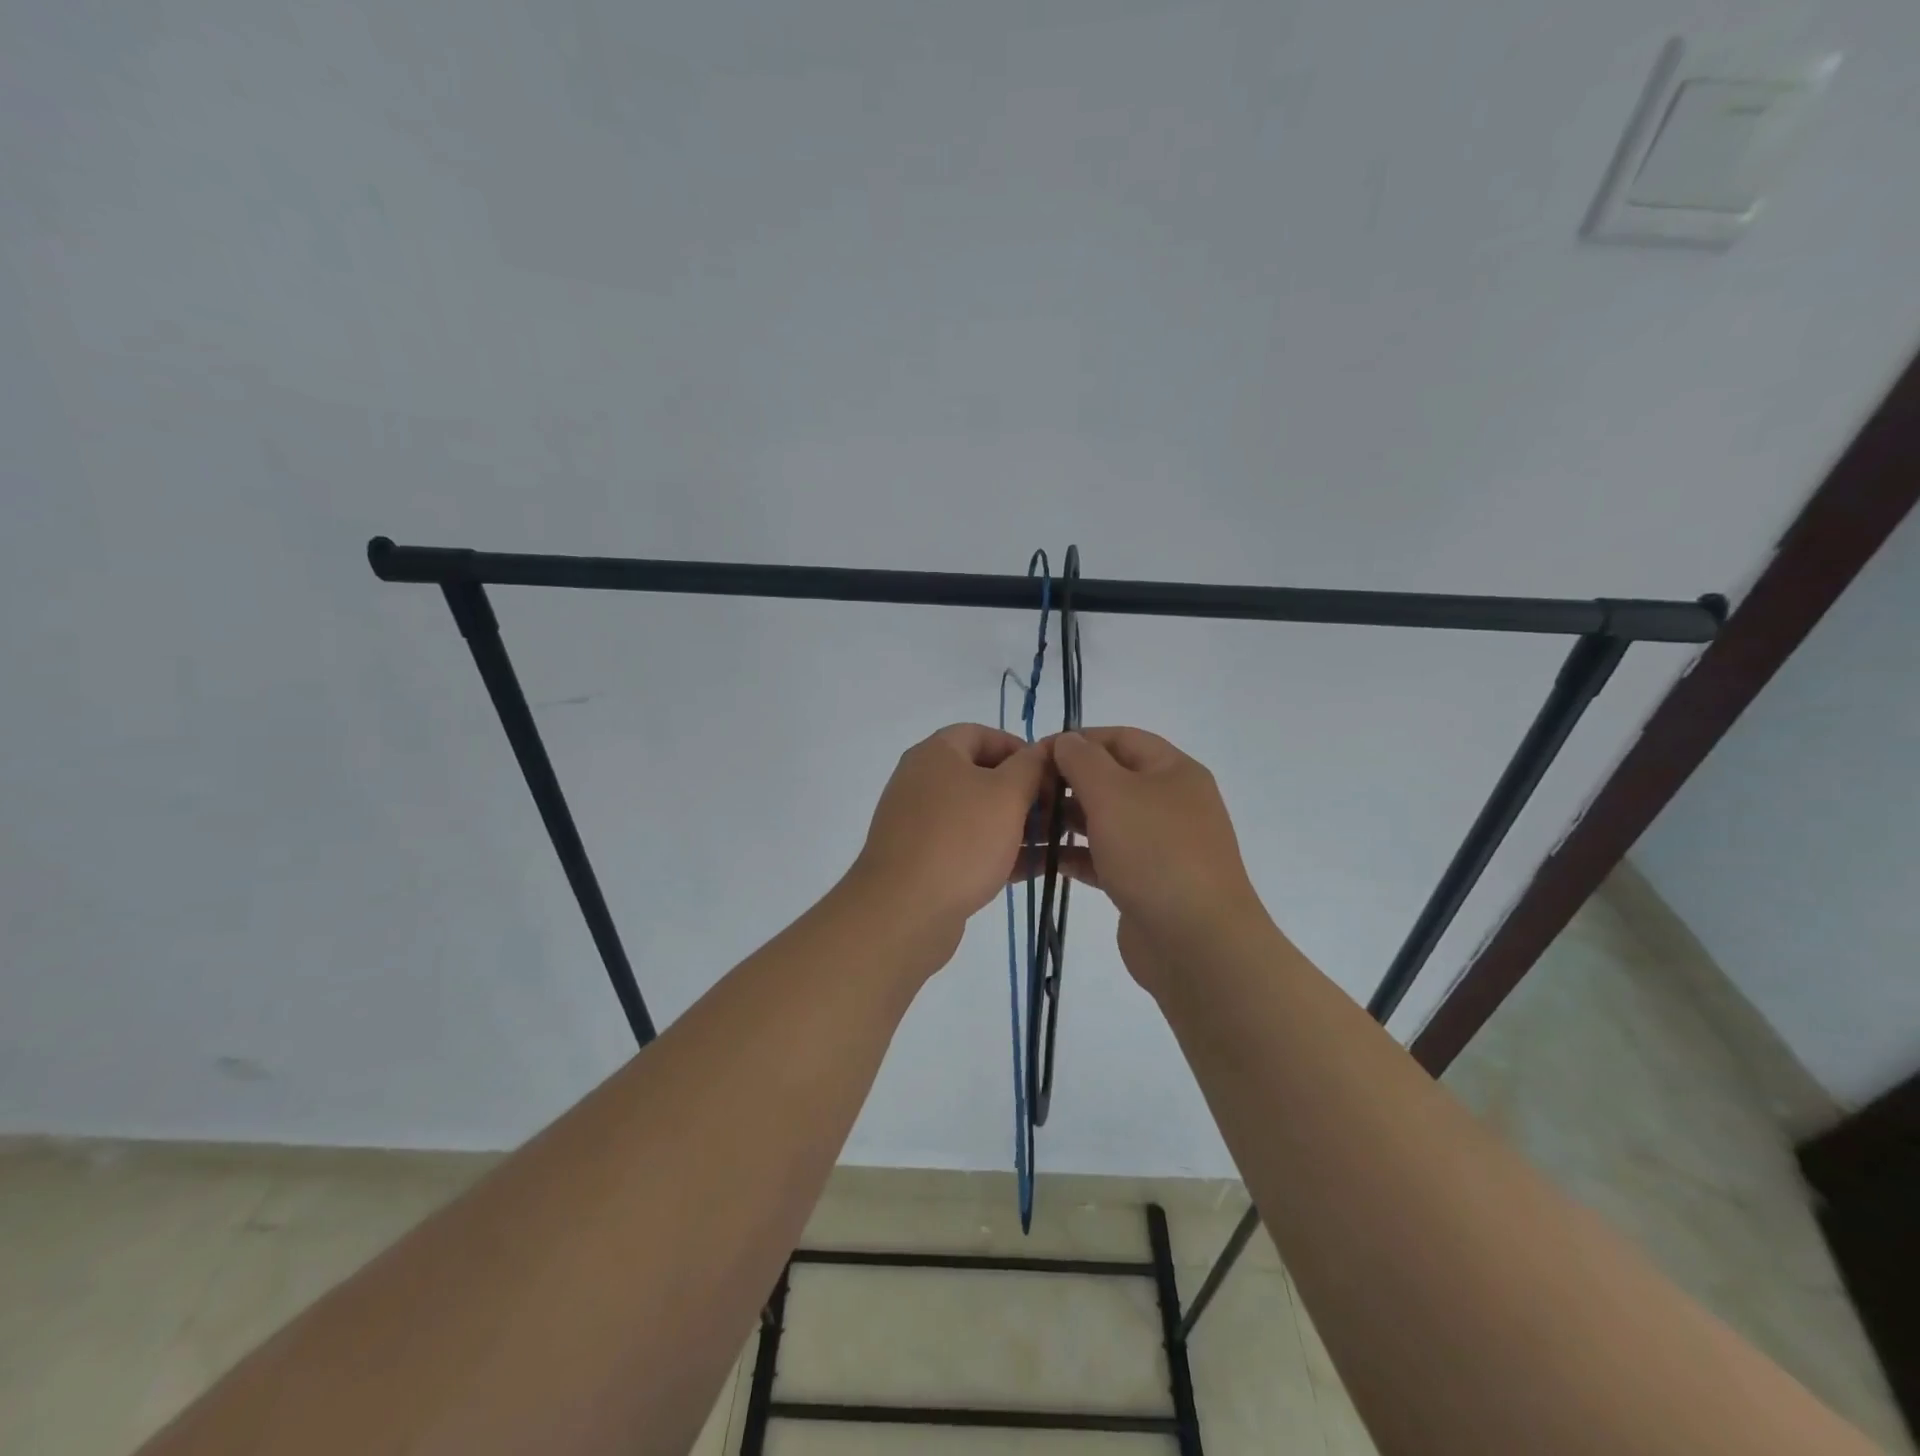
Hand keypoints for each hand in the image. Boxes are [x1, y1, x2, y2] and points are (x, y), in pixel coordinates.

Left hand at [849, 724, 1051, 959]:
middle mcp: (922, 782)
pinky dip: (998, 852)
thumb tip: (1044, 749)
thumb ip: (1031, 767)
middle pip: (981, 775)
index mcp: (936, 754)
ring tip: (1054, 842)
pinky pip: (967, 847)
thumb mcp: (1007, 795)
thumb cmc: (960, 840)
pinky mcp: (923, 861)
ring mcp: (920, 823)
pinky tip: (1033, 869)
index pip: (981, 734)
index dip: (1020, 748)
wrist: (903, 911)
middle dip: (1023, 791)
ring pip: (977, 815)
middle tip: (1058, 811)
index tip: (1051, 773)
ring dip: (1016, 825)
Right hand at [1052, 728, 1265, 983]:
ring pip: (1107, 820)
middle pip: (1113, 779)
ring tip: (1029, 826)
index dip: (1078, 740)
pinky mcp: (1146, 882)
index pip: (1121, 738)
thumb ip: (1082, 761)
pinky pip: (1106, 858)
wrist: (1196, 943)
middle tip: (1028, 793)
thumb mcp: (1112, 794)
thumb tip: (1066, 741)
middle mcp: (1171, 803)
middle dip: (1069, 782)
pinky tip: (1048, 860)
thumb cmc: (1155, 853)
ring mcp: (1160, 845)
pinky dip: (1078, 855)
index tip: (1036, 754)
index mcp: (1173, 772)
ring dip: (1069, 820)